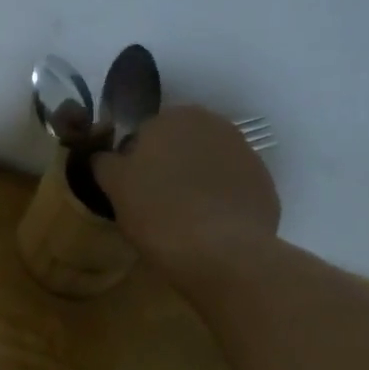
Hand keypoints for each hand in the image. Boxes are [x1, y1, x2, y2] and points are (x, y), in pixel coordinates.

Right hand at [93, 106, 282, 281]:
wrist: (222, 252)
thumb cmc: (158, 211)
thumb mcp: (115, 185)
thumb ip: (104, 162)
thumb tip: (104, 156)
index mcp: (174, 116)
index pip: (144, 133)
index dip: (134, 161)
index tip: (130, 190)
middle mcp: (214, 124)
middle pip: (180, 145)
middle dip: (167, 167)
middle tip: (153, 204)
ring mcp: (245, 154)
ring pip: (207, 165)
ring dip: (194, 182)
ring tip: (182, 218)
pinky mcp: (264, 185)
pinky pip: (231, 189)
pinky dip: (219, 202)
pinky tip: (208, 228)